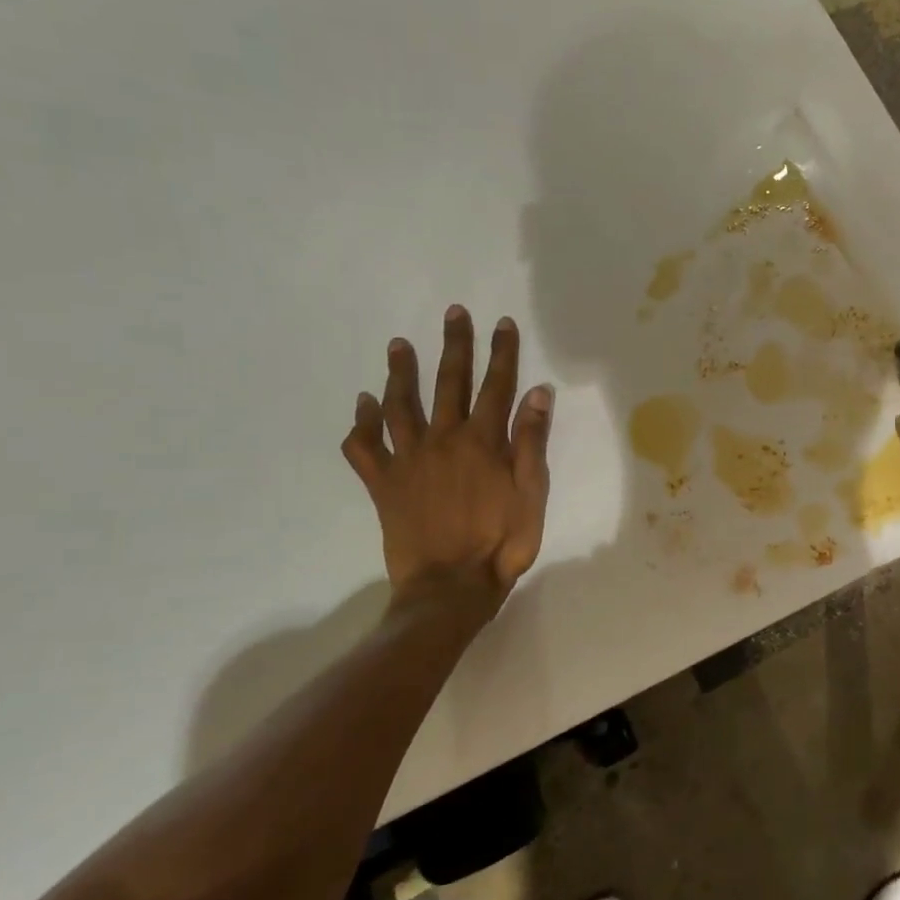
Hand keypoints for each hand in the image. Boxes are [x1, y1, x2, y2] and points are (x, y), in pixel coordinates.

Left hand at [341, 306, 553, 603]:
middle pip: (449, 383)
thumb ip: (531, 441)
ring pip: (401, 405)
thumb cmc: (502, 542)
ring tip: (398, 345)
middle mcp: (444, 440)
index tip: (502, 323)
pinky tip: (362, 405)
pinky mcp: (384, 483)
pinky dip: (362, 424)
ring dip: (400, 373)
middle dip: (454, 345)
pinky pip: (365, 447)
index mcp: (483, 441)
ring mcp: (409, 460)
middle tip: (453, 312)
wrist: (451, 587)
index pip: (497, 385)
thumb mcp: (532, 493)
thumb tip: (538, 393)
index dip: (502, 352)